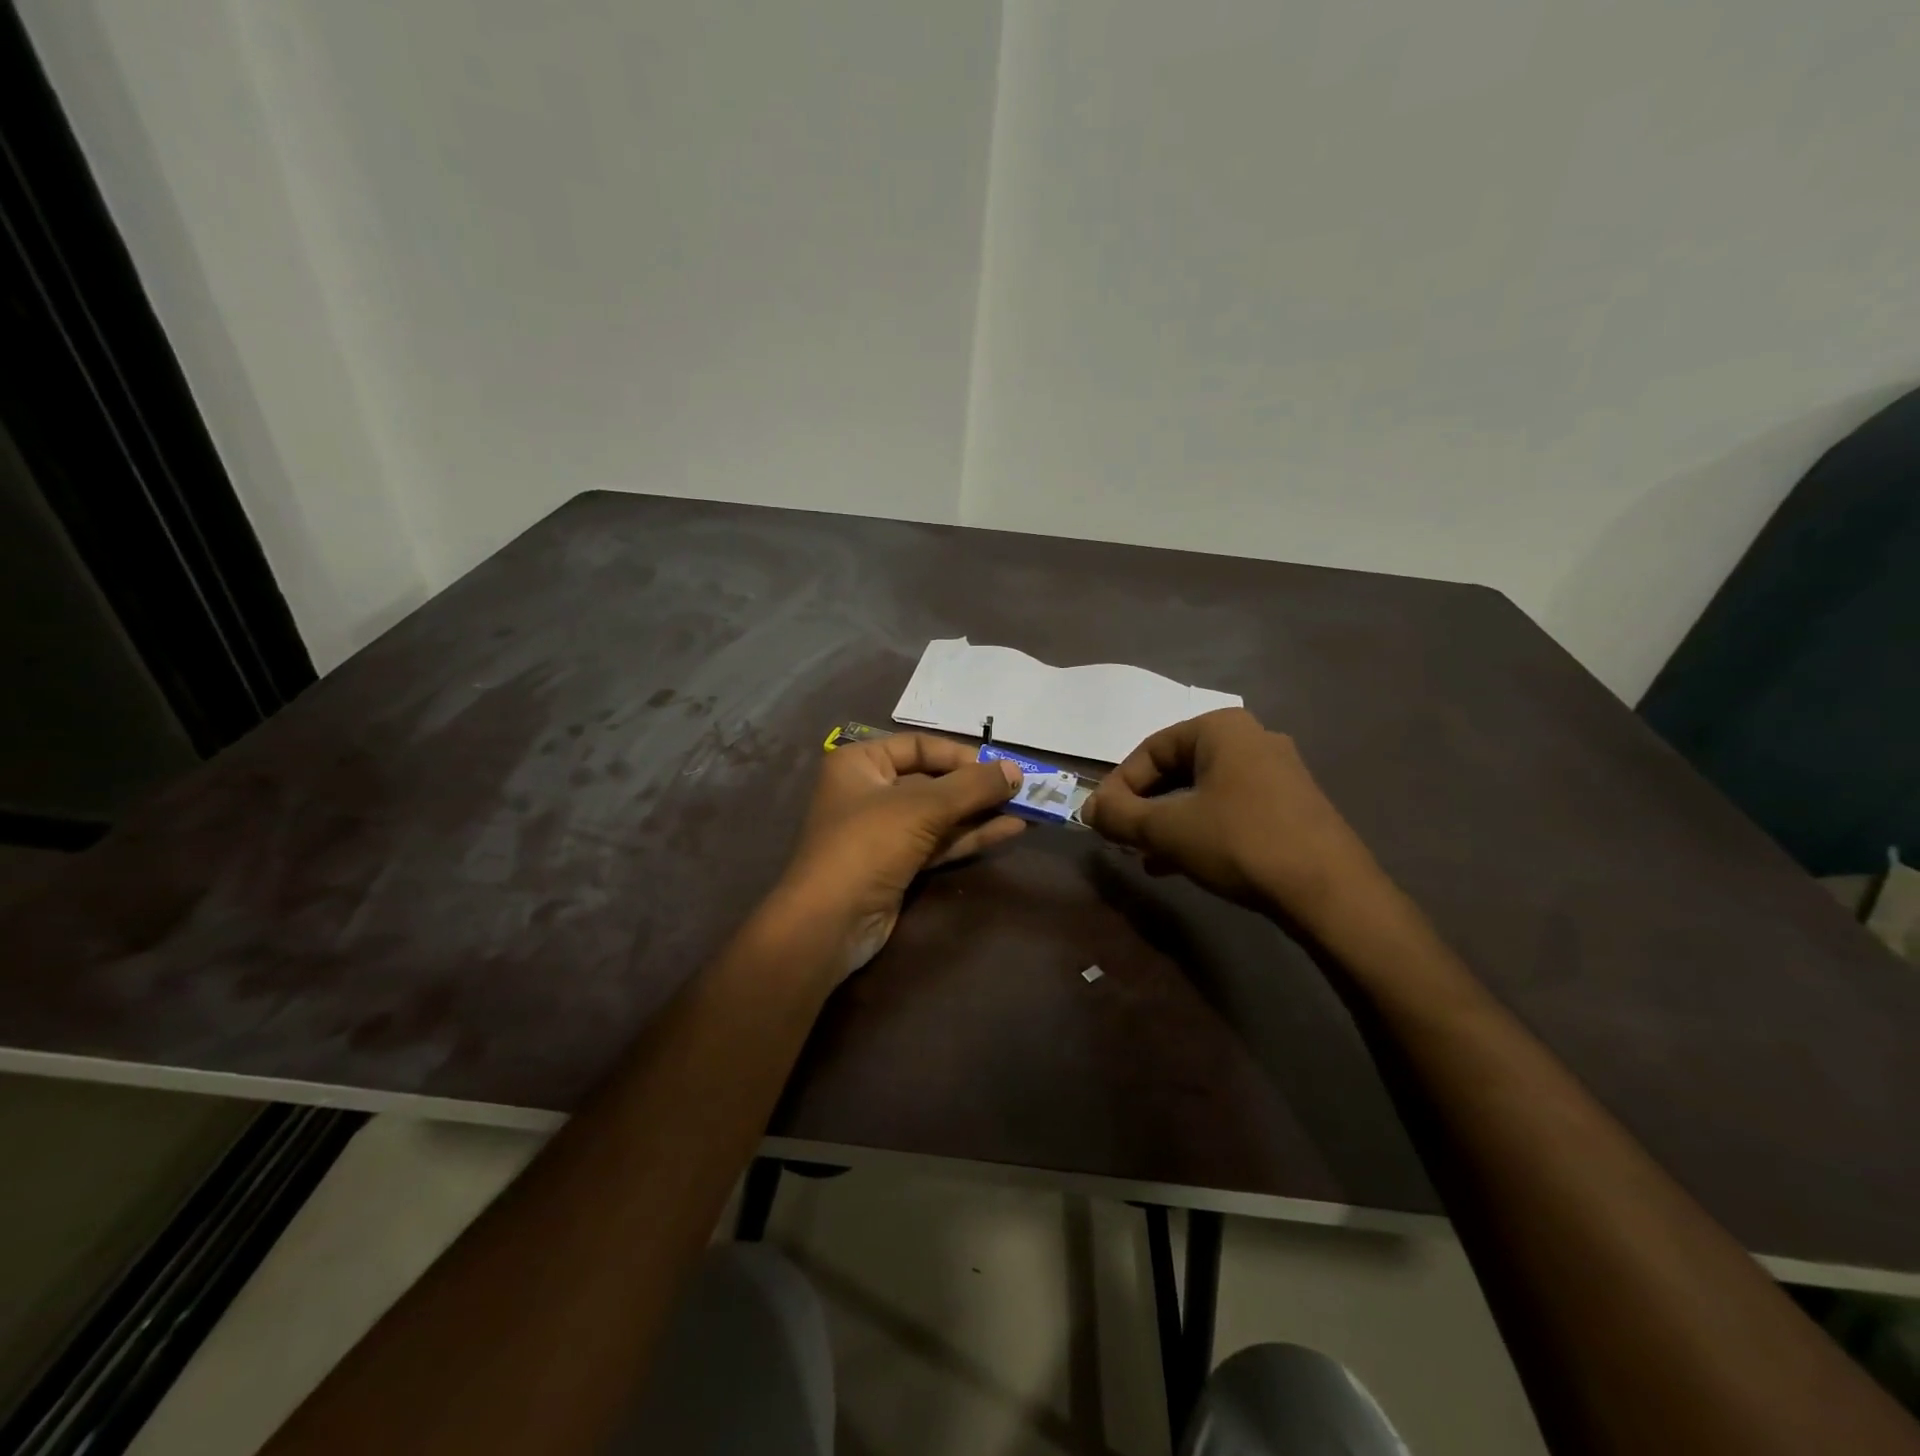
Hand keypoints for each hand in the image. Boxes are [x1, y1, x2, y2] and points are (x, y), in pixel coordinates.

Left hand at [777, 734, 1024, 980]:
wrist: (829, 922)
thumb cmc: (868, 845)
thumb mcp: (922, 807)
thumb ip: (972, 786)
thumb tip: (1016, 770)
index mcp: (859, 763)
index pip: (919, 746)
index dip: (961, 755)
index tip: (1000, 767)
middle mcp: (869, 791)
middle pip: (932, 780)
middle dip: (976, 786)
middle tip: (1022, 789)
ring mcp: (883, 831)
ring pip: (939, 814)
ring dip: (980, 812)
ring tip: (1027, 808)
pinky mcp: (896, 864)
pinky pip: (938, 842)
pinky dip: (970, 836)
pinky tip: (1009, 830)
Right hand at [1081, 708, 1382, 928]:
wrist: (1330, 892)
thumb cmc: (1240, 843)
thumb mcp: (1167, 830)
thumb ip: (1119, 815)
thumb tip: (1088, 808)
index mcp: (1220, 729)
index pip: (1150, 750)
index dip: (1118, 786)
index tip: (1100, 820)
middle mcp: (1251, 739)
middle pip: (1176, 769)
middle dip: (1143, 806)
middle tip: (1121, 837)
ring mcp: (1276, 773)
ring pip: (1202, 792)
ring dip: (1167, 822)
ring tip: (1144, 856)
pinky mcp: (1290, 805)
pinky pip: (1229, 808)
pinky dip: (1198, 829)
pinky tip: (1179, 864)